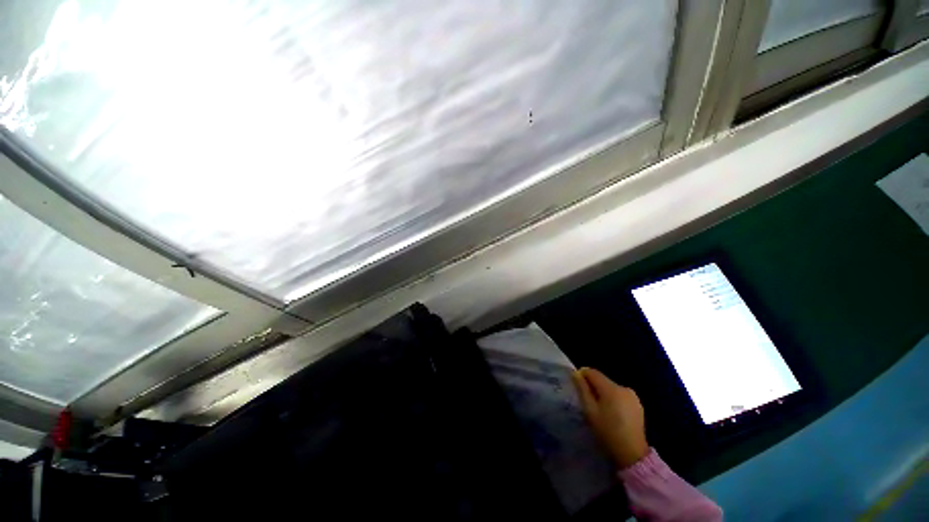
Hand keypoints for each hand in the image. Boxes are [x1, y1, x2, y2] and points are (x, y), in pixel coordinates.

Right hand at [572, 367, 648, 468]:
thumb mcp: (590, 410)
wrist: (632, 453)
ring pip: (611, 387)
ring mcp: (632, 396)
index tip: (577, 385)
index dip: (582, 375)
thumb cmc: (607, 431)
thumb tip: (576, 373)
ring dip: (603, 393)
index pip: (593, 372)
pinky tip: (612, 413)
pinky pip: (620, 395)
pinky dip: (613, 399)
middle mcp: (623, 387)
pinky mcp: (638, 404)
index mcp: (611, 388)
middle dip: (593, 386)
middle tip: (587, 400)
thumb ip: (582, 389)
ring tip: (600, 408)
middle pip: (602, 379)